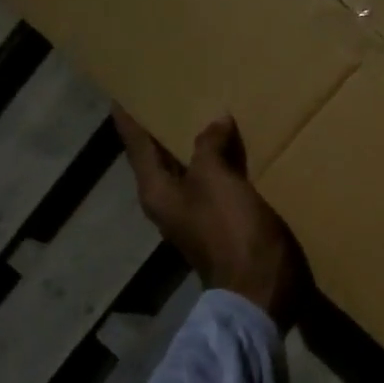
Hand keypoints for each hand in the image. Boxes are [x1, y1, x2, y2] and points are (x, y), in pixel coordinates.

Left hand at [115, 109, 308, 329]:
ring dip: (199, 146)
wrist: (261, 289)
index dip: (130, 118)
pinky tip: (240, 151)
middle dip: (165, 129)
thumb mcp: (216, 182)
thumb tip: (215, 122)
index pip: (137, 145)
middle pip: (161, 159)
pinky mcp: (224, 225)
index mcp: (157, 192)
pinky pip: (218, 184)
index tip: (123, 93)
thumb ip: (209, 147)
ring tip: (211, 115)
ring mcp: (197, 217)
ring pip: (192, 171)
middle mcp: (170, 204)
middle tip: (172, 95)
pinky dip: (224, 165)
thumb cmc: (231, 232)